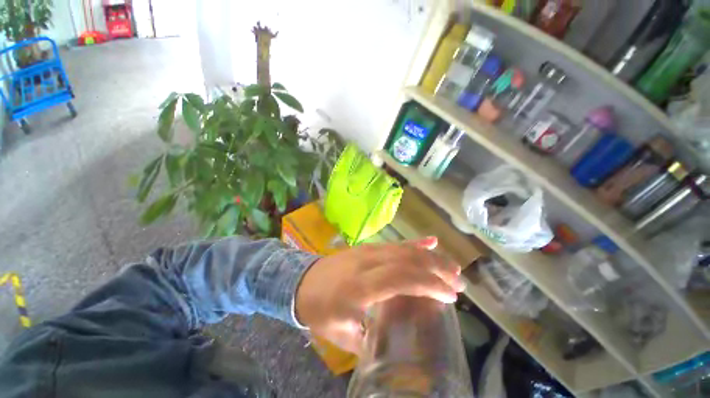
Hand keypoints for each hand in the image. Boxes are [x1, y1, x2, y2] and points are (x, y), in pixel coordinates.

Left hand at [295, 237, 463, 353]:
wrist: (301, 281)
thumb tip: (394, 345)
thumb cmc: (319, 310)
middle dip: (437, 269)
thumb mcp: (342, 335)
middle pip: (407, 260)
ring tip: (452, 266)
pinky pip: (394, 244)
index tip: (451, 296)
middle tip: (460, 282)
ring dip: (431, 257)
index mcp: (360, 287)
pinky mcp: (368, 247)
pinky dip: (415, 243)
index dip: (429, 284)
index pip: (401, 279)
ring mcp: (368, 251)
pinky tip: (431, 241)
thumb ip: (369, 339)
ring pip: (404, 249)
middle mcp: (367, 263)